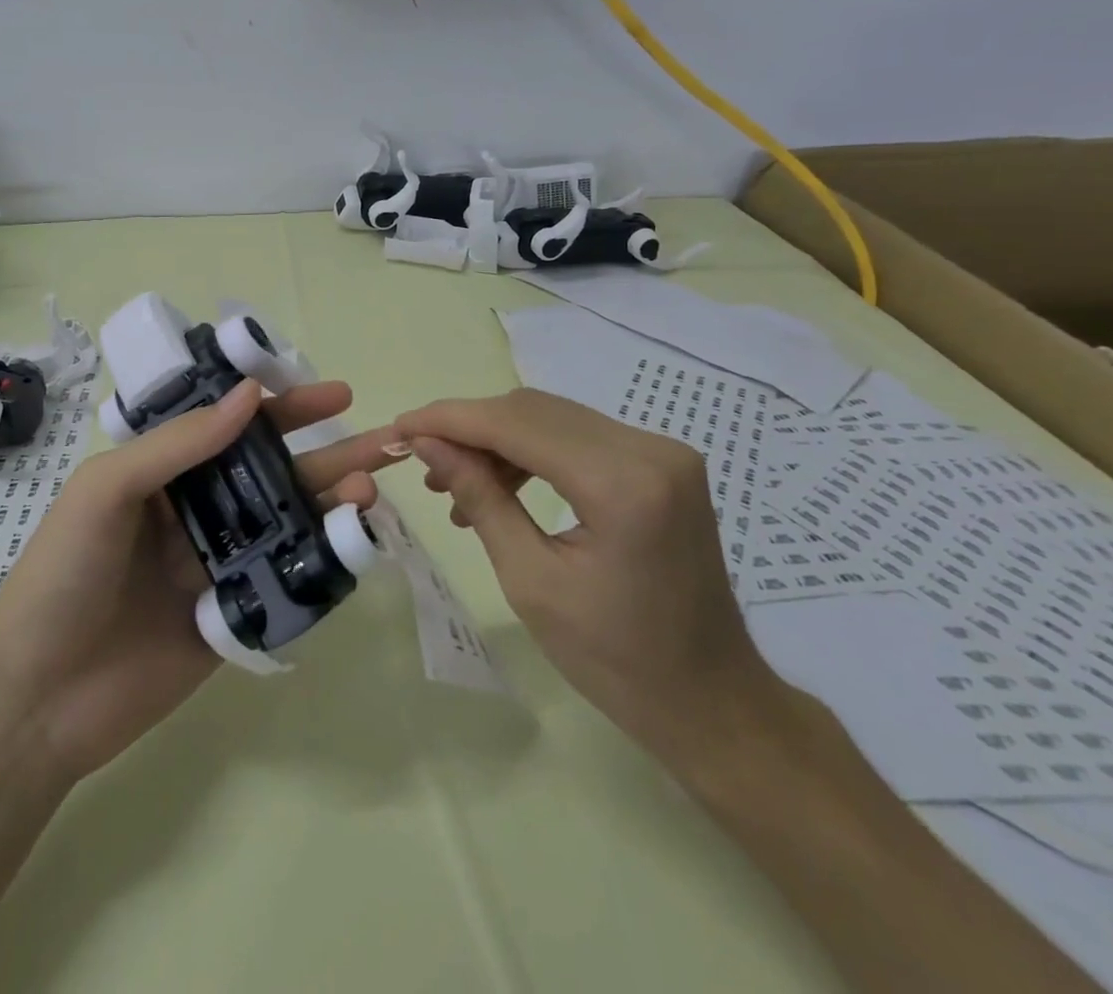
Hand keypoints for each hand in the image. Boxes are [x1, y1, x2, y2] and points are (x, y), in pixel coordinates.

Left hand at [0, 379, 397, 783]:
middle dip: (327, 452)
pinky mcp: (234, 616)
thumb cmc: (62, 576)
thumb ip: (180, 443)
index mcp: (164, 472)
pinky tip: (356, 544)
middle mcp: (197, 510)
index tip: (333, 395)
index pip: (234, 426)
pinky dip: (323, 560)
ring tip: (370, 489)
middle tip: (382, 440)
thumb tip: (251, 396)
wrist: (36, 701)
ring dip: (332, 502)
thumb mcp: (107, 489)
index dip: (284, 407)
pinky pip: (285, 579)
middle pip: (273, 471)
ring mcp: (218, 564)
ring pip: (288, 522)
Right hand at [396, 388, 786, 759]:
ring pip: (554, 419)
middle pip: (535, 411)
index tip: (401, 426)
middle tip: (422, 460)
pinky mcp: (661, 462)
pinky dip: (532, 452)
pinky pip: (579, 438)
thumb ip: (479, 497)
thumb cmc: (616, 661)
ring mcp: (662, 451)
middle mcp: (650, 449)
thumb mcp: (530, 581)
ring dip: (498, 441)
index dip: (451, 419)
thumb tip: (427, 444)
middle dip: (470, 428)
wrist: (711, 701)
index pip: (517, 424)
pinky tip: (502, 486)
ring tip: (455, 484)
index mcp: (622, 484)